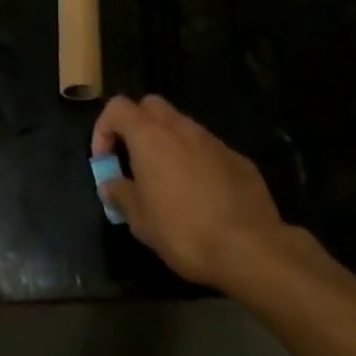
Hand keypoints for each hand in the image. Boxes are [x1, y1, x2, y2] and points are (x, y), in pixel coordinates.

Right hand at [91, 95, 290, 288]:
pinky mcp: (238, 158)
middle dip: (137, 125)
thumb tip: (110, 184)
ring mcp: (212, 140)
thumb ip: (120, 194)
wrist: (251, 248)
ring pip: (181, 126)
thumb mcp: (140, 220)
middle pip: (150, 106)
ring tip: (166, 180)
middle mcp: (180, 128)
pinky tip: (201, 194)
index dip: (103, 128)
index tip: (105, 160)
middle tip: (134, 159)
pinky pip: (207, 149)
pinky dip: (196, 160)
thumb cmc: (184, 231)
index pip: (117, 107)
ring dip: (167, 143)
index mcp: (149, 136)